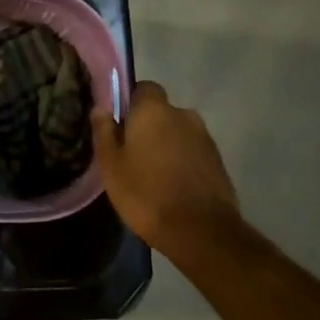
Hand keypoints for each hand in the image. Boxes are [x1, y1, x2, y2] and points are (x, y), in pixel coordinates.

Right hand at [91, 81, 239, 252]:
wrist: (201, 231)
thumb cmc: (146, 193)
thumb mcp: (111, 165)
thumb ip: (105, 131)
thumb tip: (101, 108)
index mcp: (154, 110)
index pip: (144, 88)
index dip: (131, 102)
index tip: (120, 124)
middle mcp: (183, 114)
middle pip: (162, 112)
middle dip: (149, 127)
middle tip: (133, 153)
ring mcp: (205, 138)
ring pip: (178, 133)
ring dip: (168, 145)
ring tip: (154, 174)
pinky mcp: (219, 161)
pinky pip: (193, 152)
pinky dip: (183, 162)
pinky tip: (173, 186)